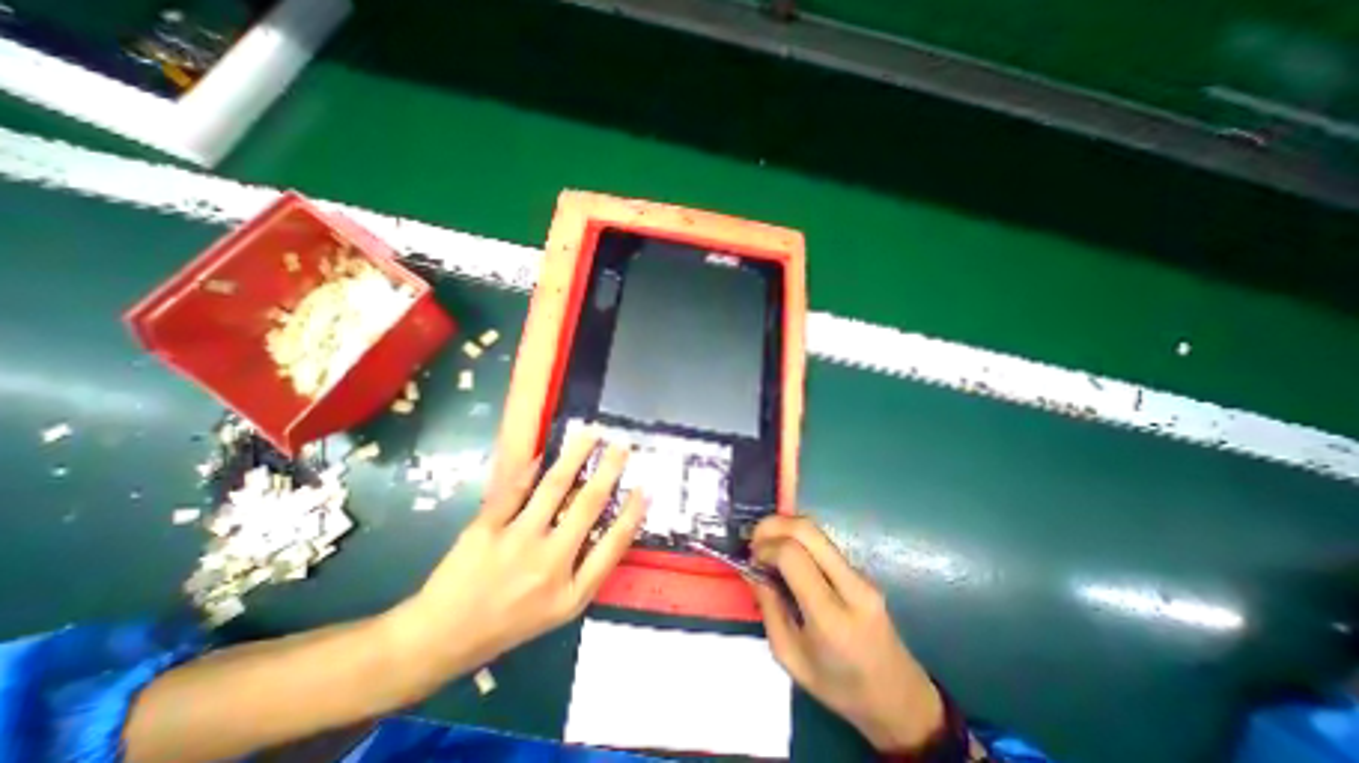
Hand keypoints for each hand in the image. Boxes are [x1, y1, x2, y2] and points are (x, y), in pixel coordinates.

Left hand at [385, 429, 642, 692]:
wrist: (441, 638)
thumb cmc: (510, 623)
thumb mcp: (559, 609)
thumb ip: (588, 570)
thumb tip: (610, 524)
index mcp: (571, 591)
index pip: (613, 545)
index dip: (633, 513)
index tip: (645, 487)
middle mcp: (549, 564)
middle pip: (588, 505)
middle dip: (609, 470)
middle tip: (622, 445)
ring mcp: (516, 542)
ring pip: (555, 486)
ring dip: (576, 455)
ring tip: (591, 434)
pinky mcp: (486, 528)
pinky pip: (515, 488)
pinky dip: (532, 468)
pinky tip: (545, 454)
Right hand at [741, 517, 947, 754]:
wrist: (899, 697)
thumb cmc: (840, 687)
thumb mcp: (790, 658)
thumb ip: (768, 609)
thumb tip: (752, 569)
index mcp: (832, 618)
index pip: (793, 556)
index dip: (766, 548)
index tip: (752, 558)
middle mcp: (851, 586)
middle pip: (807, 530)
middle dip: (773, 524)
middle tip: (754, 538)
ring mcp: (861, 574)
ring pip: (816, 530)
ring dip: (784, 527)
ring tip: (766, 544)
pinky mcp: (861, 569)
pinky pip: (823, 541)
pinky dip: (797, 537)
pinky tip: (785, 552)